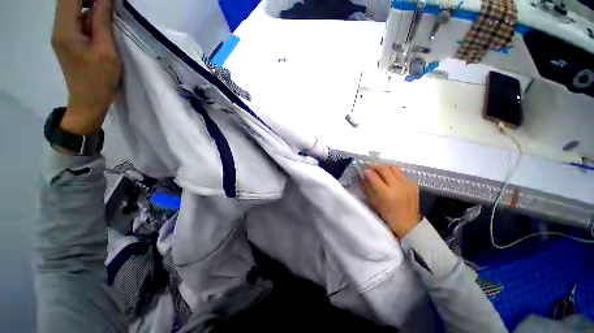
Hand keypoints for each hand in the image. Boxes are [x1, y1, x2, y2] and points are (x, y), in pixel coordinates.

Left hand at [51, 0, 120, 134]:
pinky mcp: (66, 39)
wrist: (88, 101)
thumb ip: (103, 21)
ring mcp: (60, 34)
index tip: (106, 1)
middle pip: (68, 0)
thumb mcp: (106, 50)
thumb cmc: (100, 79)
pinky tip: (99, 24)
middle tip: (108, 6)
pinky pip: (74, 18)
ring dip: (89, 6)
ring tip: (106, 15)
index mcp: (65, 30)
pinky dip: (87, 15)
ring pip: (71, 8)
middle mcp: (58, 28)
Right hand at [361, 164, 421, 238]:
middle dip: (376, 166)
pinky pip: (401, 172)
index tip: (364, 171)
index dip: (367, 172)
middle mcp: (398, 186)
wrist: (408, 223)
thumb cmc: (387, 215)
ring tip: (380, 171)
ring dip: (385, 167)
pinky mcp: (413, 184)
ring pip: (394, 167)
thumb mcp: (374, 202)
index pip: (374, 176)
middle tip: (371, 169)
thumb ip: (367, 188)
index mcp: (386, 193)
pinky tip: (390, 177)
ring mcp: (407, 184)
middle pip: (385, 168)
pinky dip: (394, 172)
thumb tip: (363, 177)